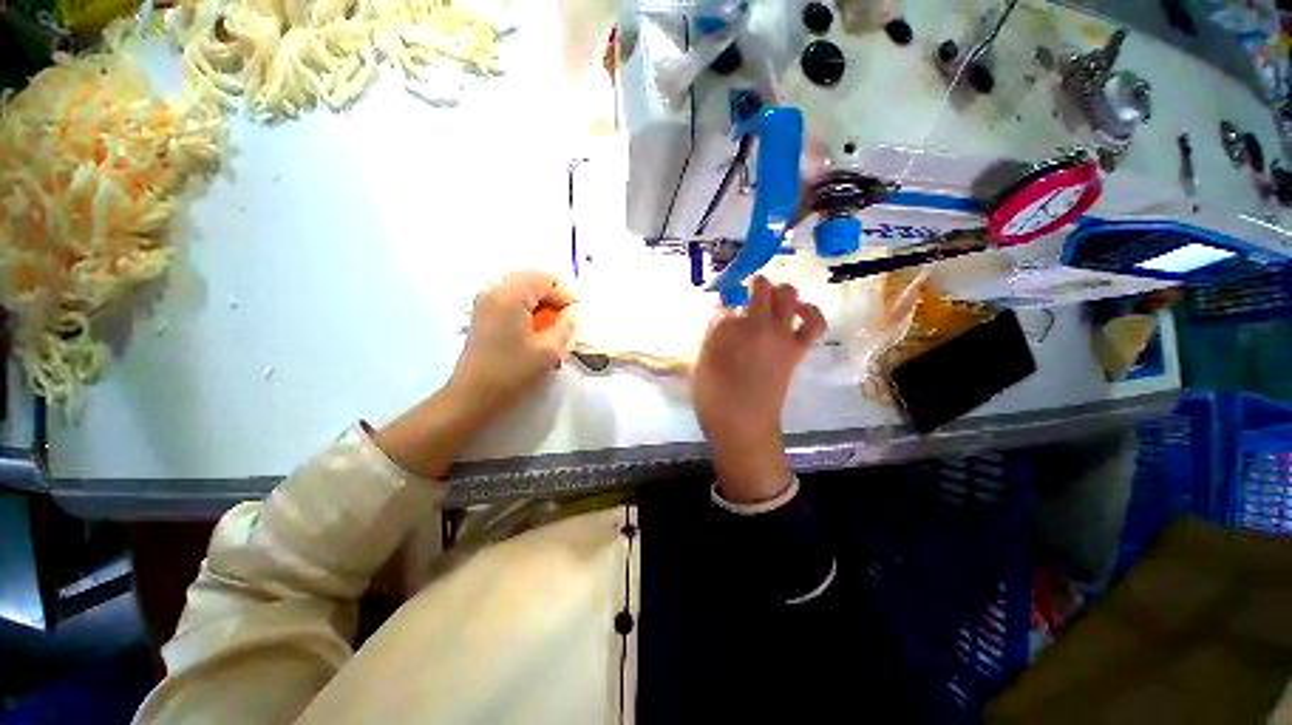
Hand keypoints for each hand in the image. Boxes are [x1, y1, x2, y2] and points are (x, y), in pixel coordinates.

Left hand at [449, 270, 576, 417]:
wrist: (473, 397)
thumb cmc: (513, 373)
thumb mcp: (549, 351)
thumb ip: (566, 326)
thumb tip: (572, 314)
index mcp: (511, 295)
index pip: (545, 280)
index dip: (565, 295)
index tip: (577, 315)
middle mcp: (494, 292)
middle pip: (531, 280)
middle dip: (553, 296)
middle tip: (566, 318)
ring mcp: (485, 303)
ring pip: (521, 289)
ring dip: (540, 302)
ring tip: (552, 326)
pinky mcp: (482, 316)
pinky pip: (510, 300)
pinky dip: (527, 309)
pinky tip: (535, 329)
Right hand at [692, 276, 825, 503]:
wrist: (742, 425)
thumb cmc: (713, 396)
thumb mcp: (699, 362)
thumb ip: (711, 335)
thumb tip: (723, 316)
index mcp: (726, 327)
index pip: (727, 300)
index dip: (724, 299)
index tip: (723, 303)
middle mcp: (756, 324)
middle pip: (761, 287)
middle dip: (752, 285)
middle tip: (745, 296)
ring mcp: (781, 335)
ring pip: (788, 295)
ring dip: (779, 292)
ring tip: (770, 300)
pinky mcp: (796, 349)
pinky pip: (813, 323)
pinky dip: (810, 312)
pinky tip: (800, 310)